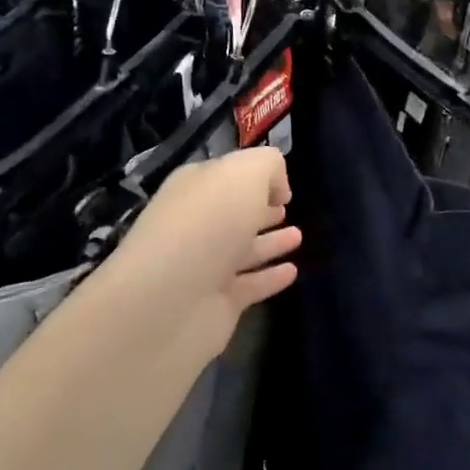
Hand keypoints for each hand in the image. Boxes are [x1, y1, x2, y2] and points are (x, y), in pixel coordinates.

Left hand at [108, 147, 300, 355]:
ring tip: (298, 236)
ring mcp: (205, 267)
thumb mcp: (243, 174)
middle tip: (287, 208)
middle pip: (232, 214)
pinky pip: (251, 285)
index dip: (253, 177)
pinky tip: (292, 272)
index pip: (224, 176)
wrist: (170, 300)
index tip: (283, 186)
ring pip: (243, 250)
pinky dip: (270, 278)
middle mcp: (196, 226)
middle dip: (259, 209)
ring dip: (270, 243)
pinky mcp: (218, 304)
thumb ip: (266, 166)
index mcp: (194, 189)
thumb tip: (277, 187)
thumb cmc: (208, 224)